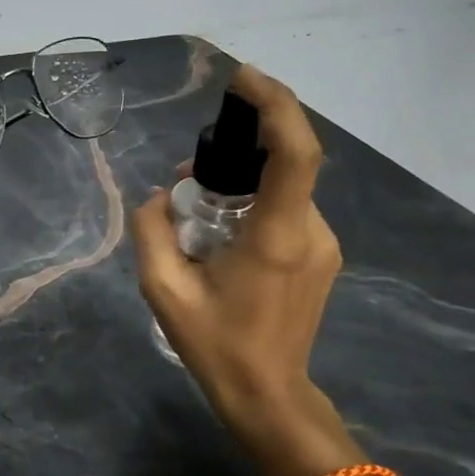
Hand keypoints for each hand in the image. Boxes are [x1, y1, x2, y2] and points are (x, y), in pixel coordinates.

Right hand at [130, 64, 356, 475]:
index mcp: (276, 236)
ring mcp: (322, 244)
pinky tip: (222, 234)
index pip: (295, 153)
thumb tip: (159, 197)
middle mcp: (310, 231)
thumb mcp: (163, 290)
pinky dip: (253, 202)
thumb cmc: (215, 346)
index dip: (276, 106)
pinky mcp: (321, 255)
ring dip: (241, 182)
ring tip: (196, 212)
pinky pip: (286, 208)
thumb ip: (152, 232)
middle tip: (187, 178)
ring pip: (282, 188)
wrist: (269, 395)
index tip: (244, 80)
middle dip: (237, 152)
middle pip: (283, 164)